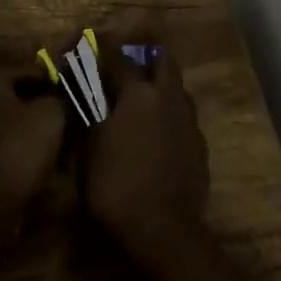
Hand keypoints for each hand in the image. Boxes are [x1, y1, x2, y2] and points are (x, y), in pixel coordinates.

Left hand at [0, 73, 66, 218]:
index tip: (76, 95)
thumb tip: (63, 96)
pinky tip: (47, 168)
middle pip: (21, 100)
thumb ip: (60, 97)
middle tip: (72, 122)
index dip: (56, 81)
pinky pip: (9, 151)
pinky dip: (26, 156)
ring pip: (16, 127)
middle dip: (46, 110)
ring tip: (64, 148)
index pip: (30, 71)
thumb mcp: (51, 114)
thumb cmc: (18, 146)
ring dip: (37, 136)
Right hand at [84, 49, 208, 256]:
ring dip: (161, 87)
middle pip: (162, 61)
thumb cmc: (116, 184)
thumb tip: (80, 90)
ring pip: (177, 88)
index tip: (90, 50)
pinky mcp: (200, 145)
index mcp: (138, 92)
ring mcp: (188, 121)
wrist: (164, 230)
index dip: (102, 52)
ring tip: (142, 104)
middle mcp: (167, 96)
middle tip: (126, 73)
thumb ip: (86, 112)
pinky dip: (170, 116)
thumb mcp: (88, 148)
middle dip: (145, 60)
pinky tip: (158, 135)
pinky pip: (184, 117)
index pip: (118, 58)